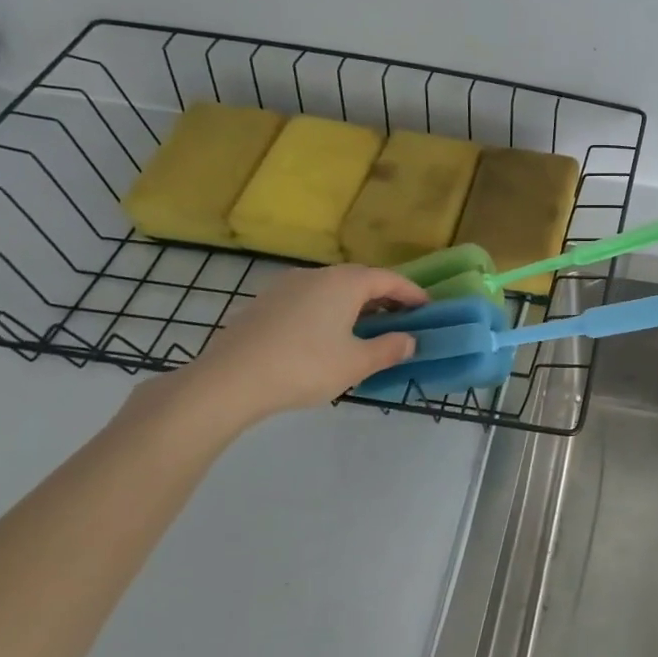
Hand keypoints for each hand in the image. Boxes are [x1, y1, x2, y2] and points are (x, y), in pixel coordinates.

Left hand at [170, 264, 427, 429]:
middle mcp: (317, 275)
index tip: (428, 307)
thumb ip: (389, 349)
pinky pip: (309, 301)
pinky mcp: (263, 304)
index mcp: (345, 283)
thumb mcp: (356, 363)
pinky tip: (326, 337)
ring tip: (366, 329)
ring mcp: (285, 287)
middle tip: (401, 318)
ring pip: (332, 290)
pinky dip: (328, 312)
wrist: (228, 381)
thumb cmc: (304, 366)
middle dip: (384, 298)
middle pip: (360, 280)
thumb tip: (409, 340)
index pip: (389, 279)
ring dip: (354, 305)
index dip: (412, 292)